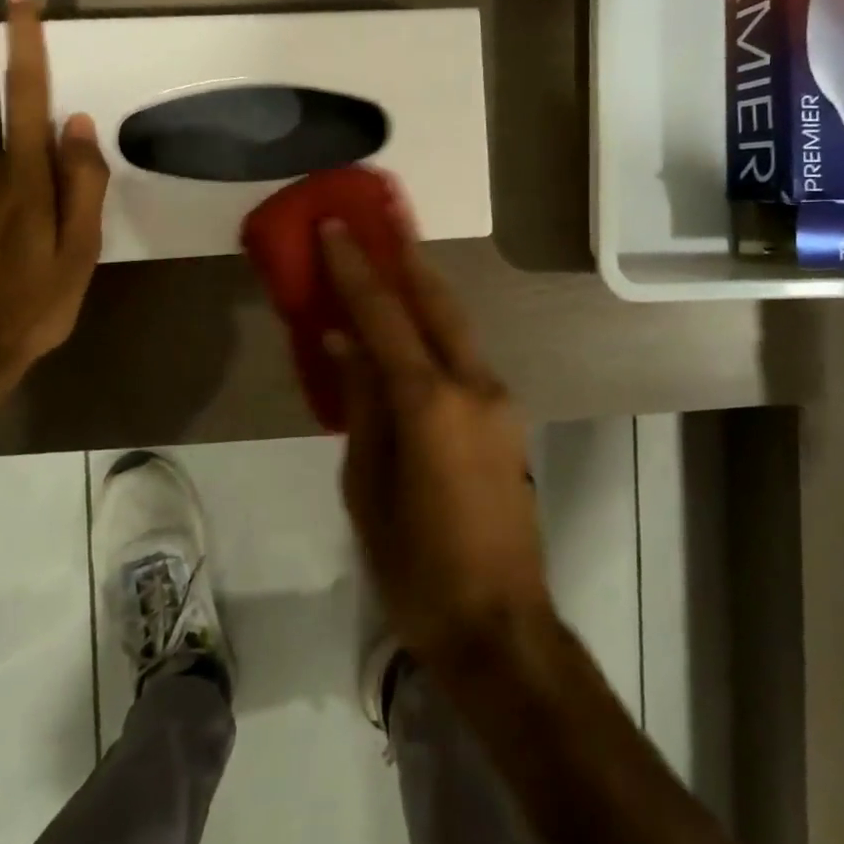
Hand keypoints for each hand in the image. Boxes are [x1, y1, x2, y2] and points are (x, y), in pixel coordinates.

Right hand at [322, 223, 553, 669]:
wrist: (501, 627)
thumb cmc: (417, 569)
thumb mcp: (367, 491)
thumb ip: (360, 408)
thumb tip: (346, 346)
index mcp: (431, 404)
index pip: (385, 319)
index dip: (356, 269)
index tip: (334, 226)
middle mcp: (474, 387)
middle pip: (437, 302)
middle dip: (407, 255)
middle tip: (382, 216)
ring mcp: (499, 402)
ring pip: (458, 327)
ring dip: (425, 290)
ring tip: (396, 260)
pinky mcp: (508, 421)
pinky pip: (465, 360)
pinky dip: (437, 333)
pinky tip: (415, 333)